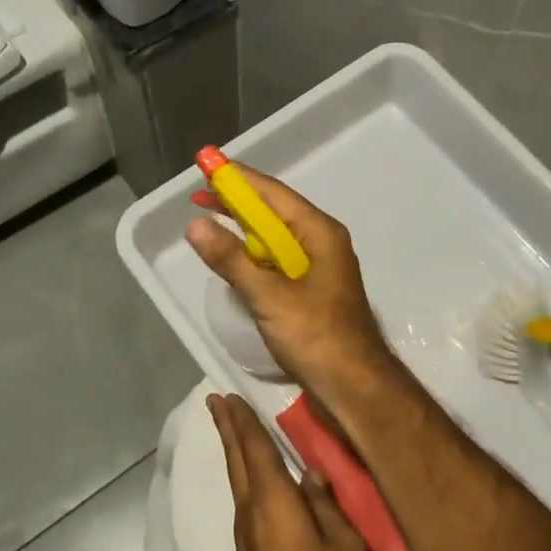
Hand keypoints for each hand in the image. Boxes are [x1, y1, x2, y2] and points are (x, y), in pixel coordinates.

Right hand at [187, 166, 394, 405]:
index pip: (273, 193)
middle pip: (274, 212)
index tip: (207, 165)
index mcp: (319, 233)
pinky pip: (277, 261)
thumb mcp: (268, 296)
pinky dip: (253, 255)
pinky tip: (234, 259)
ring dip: (244, 229)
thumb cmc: (316, 336)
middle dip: (237, 202)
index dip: (238, 178)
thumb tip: (196, 225)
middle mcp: (321, 242)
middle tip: (200, 193)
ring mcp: (318, 267)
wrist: (354, 386)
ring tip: (210, 220)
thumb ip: (231, 259)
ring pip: (275, 238)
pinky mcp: (311, 291)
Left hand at [209, 393, 369, 550]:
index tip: (228, 396)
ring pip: (236, 480)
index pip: (255, 449)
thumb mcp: (344, 544)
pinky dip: (242, 476)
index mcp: (273, 500)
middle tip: (215, 401)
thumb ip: (325, 504)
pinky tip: (252, 477)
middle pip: (236, 460)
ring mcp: (245, 534)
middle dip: (227, 428)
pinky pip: (243, 500)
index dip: (242, 421)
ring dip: (233, 451)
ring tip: (232, 429)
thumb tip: (310, 474)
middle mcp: (250, 510)